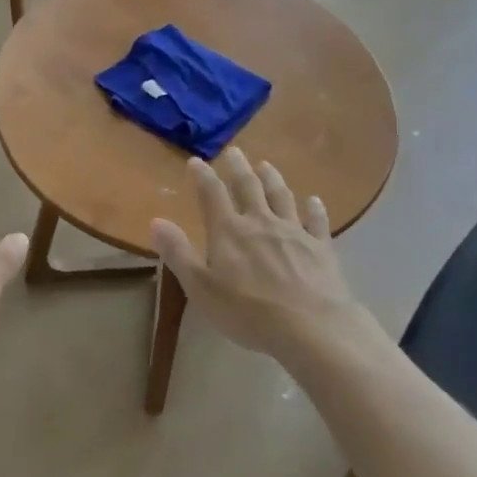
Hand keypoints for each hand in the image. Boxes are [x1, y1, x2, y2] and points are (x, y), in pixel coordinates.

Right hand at [150, 147, 355, 356]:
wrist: (310, 326)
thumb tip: (155, 221)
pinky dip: (314, 209)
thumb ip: (178, 252)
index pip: (212, 194)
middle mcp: (261, 221)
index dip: (203, 176)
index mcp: (229, 231)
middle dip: (238, 167)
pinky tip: (314, 201)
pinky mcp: (320, 247)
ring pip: (281, 196)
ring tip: (266, 165)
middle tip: (234, 151)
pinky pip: (316, 221)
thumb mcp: (201, 287)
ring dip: (272, 178)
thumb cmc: (248, 311)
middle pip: (248, 186)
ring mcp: (294, 232)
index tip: (196, 161)